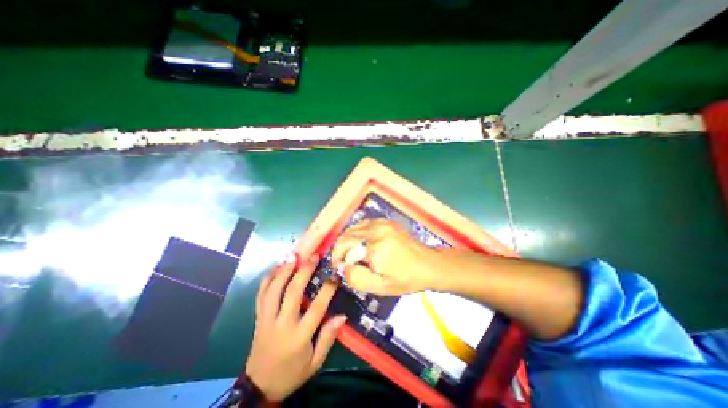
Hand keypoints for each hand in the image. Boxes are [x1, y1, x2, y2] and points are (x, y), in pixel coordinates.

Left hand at [244, 255, 345, 401]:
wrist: (259, 387)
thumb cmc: (292, 373)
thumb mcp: (315, 362)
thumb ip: (328, 338)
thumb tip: (342, 316)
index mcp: (298, 336)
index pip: (316, 307)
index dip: (328, 288)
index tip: (336, 273)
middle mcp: (281, 324)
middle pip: (292, 292)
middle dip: (304, 271)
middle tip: (313, 256)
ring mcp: (266, 319)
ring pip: (273, 290)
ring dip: (283, 271)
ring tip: (293, 256)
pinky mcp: (258, 318)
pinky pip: (260, 295)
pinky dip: (267, 279)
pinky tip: (275, 267)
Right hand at [333, 220, 443, 295]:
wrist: (428, 264)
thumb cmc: (405, 278)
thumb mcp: (380, 286)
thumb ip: (357, 278)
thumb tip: (342, 266)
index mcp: (375, 247)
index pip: (344, 246)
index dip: (338, 258)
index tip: (339, 268)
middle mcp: (376, 230)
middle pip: (347, 235)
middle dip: (340, 249)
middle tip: (344, 262)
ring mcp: (382, 223)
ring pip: (354, 228)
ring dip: (348, 240)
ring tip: (352, 254)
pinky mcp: (386, 221)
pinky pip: (364, 224)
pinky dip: (357, 233)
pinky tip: (362, 243)